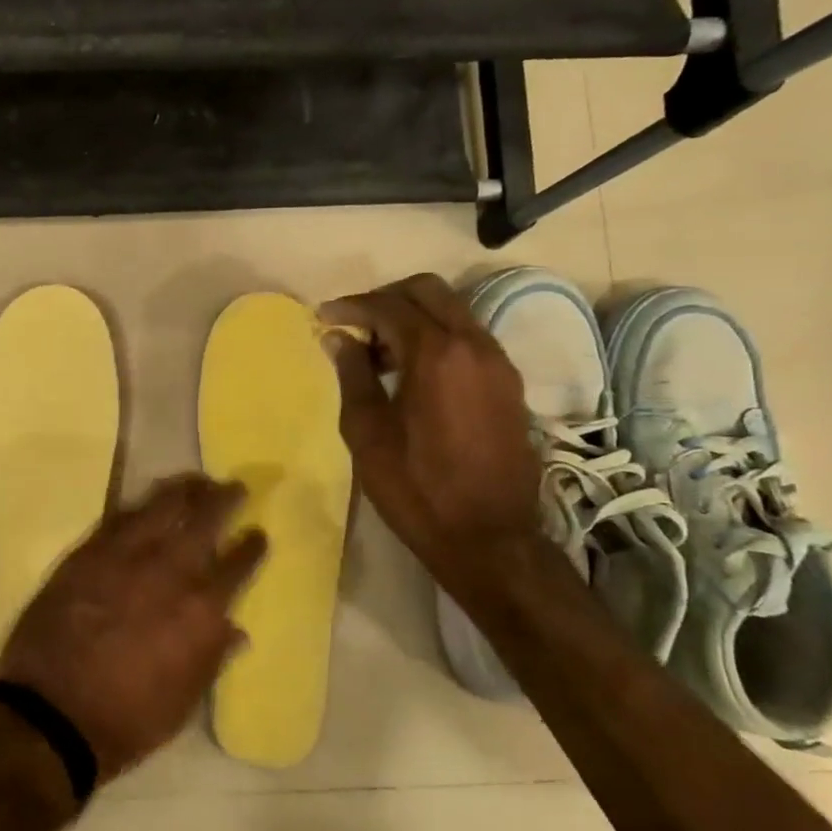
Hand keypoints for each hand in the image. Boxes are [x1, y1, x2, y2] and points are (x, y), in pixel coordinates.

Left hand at [0, 475, 267, 782]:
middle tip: (234, 487)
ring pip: (162, 505)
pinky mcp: (89, 550)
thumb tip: (236, 630)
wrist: (52, 711)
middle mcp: (170, 570)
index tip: (258, 533)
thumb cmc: (128, 718)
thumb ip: (212, 657)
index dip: (252, 546)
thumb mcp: (185, 700)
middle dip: (224, 499)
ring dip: (184, 489)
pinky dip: (139, 505)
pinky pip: (120, 515)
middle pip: (205, 519)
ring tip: (195, 480)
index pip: (238, 563)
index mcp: (202, 608)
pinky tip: (146, 502)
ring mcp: (127, 554)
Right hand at [318, 274, 541, 578]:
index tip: (323, 317)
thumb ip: (353, 375)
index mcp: (437, 354)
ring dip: (412, 316)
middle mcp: (474, 345)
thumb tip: (338, 337)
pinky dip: (435, 337)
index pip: (388, 306)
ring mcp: (498, 363)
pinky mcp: (508, 384)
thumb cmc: (417, 489)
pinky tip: (411, 371)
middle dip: (385, 297)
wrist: (489, 539)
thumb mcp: (368, 432)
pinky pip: (467, 338)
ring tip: (378, 351)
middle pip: (428, 291)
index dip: (351, 306)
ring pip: (452, 311)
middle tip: (353, 325)